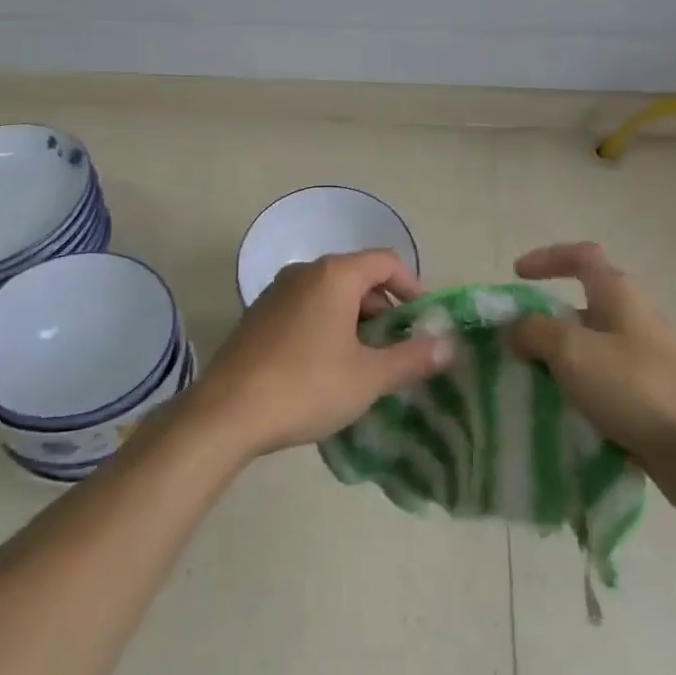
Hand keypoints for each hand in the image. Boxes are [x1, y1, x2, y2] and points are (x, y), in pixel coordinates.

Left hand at [187, 251, 451, 460]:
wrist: (227, 412)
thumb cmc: (307, 386)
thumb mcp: (368, 377)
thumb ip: (412, 358)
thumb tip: (448, 345)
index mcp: (335, 275)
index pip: (386, 262)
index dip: (413, 287)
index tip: (424, 321)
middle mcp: (304, 272)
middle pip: (358, 277)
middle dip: (384, 310)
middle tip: (397, 350)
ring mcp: (276, 292)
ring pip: (330, 295)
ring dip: (355, 321)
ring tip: (364, 364)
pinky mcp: (258, 315)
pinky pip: (305, 309)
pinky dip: (326, 326)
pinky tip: (325, 368)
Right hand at [508, 242, 675, 468]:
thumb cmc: (635, 387)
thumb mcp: (571, 351)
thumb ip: (535, 332)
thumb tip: (517, 330)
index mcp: (619, 293)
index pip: (581, 256)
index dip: (547, 258)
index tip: (517, 276)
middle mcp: (636, 317)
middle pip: (584, 304)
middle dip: (548, 320)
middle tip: (518, 344)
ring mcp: (649, 357)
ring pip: (594, 347)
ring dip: (562, 359)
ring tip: (534, 382)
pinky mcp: (655, 395)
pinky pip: (607, 381)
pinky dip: (583, 389)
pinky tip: (567, 413)